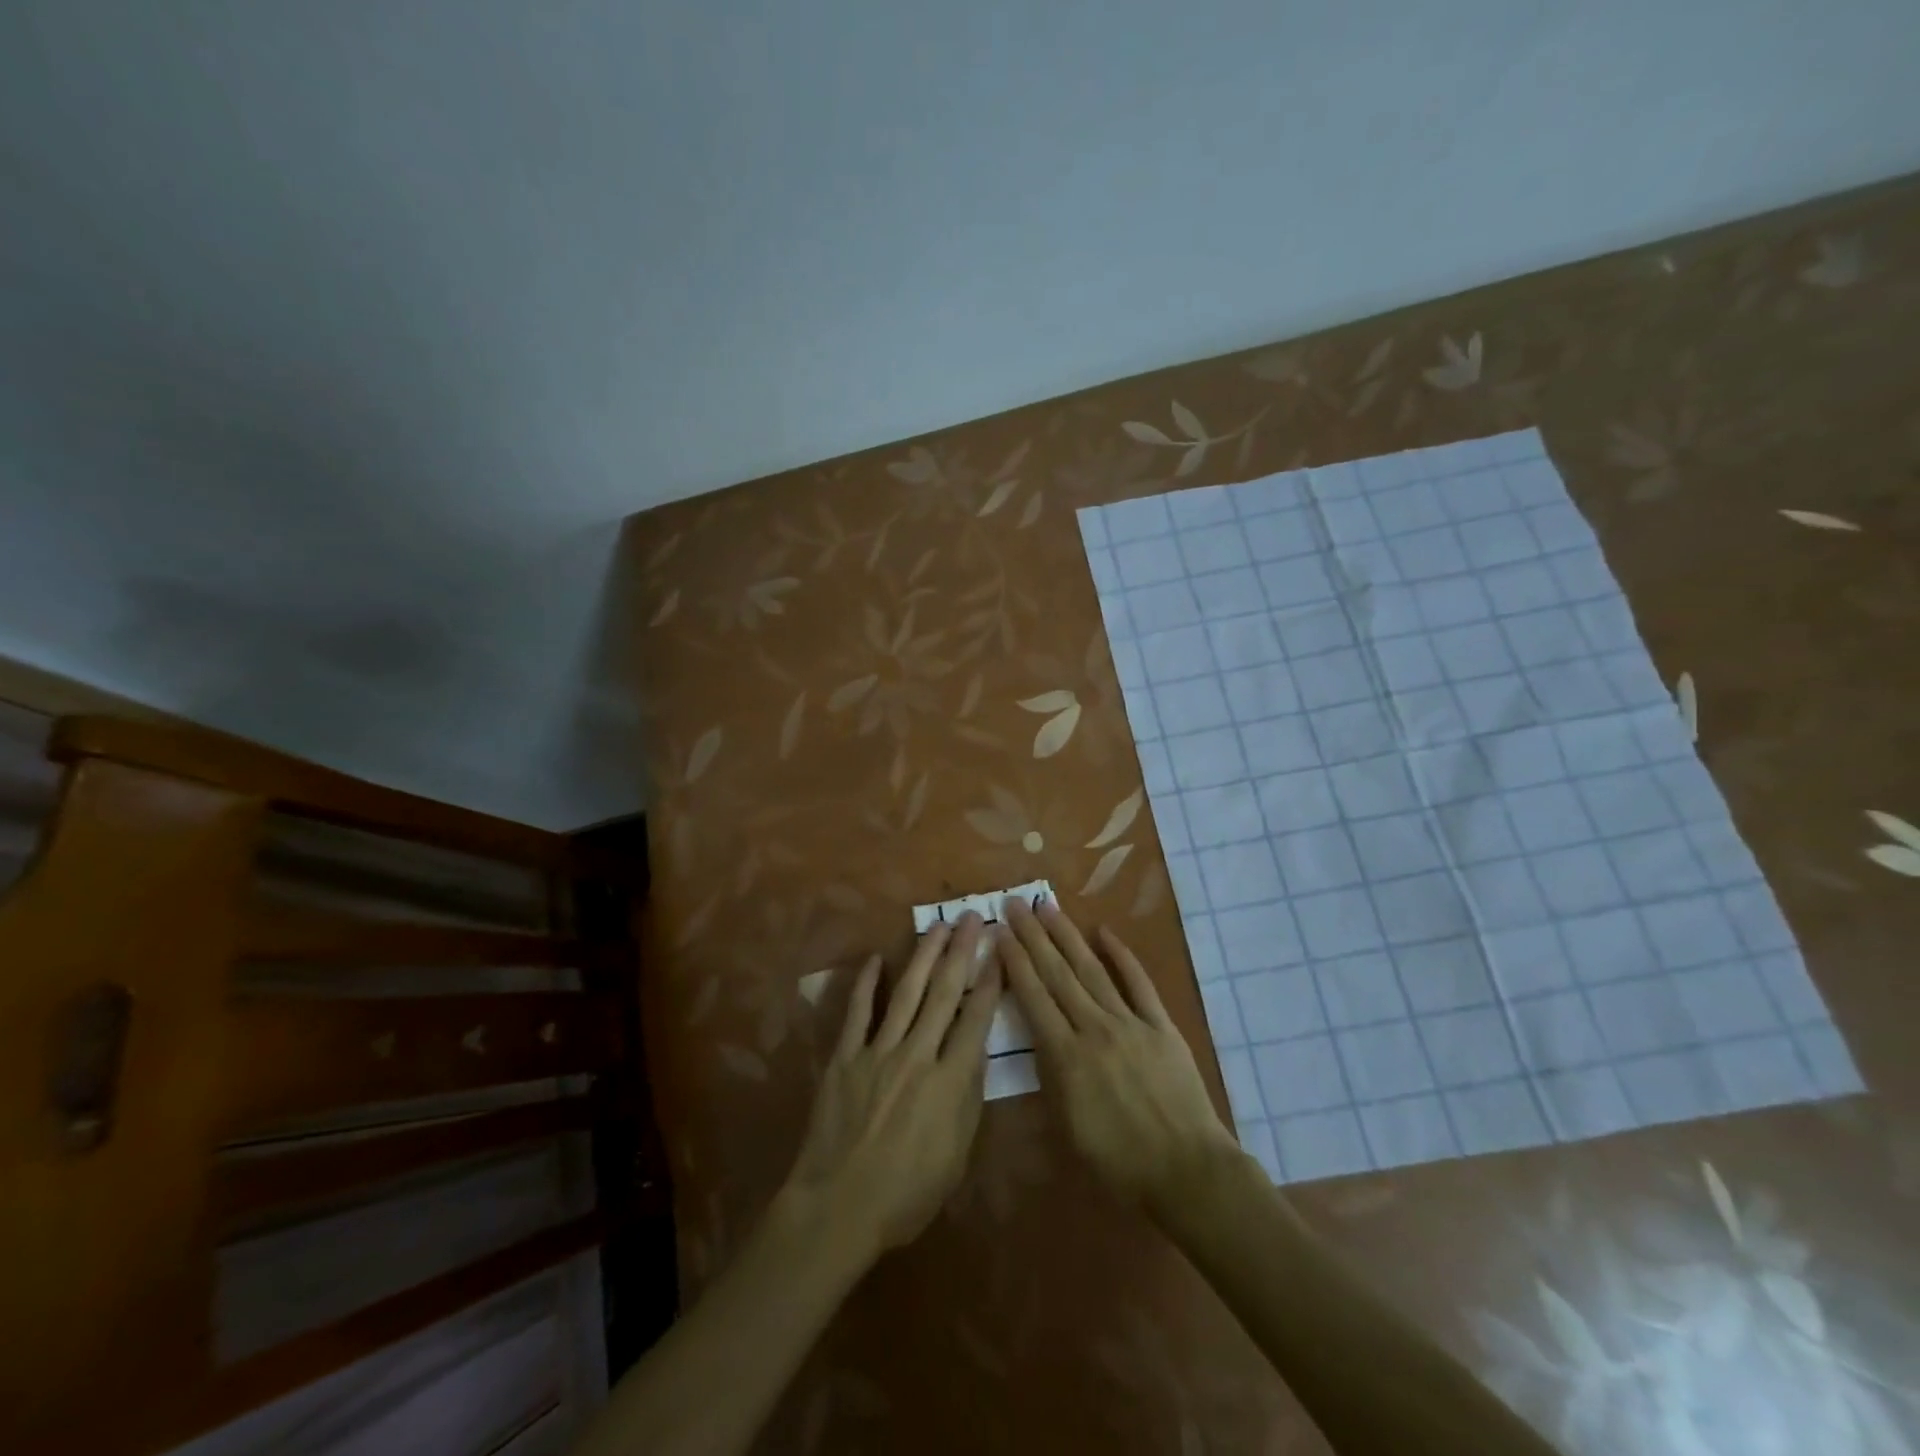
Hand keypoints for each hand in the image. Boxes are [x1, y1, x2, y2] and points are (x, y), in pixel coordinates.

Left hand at [780, 915, 1001, 1258]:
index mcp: (950, 1081)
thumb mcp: (956, 1155)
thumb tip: (976, 1051)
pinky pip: (857, 1012)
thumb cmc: (906, 1194)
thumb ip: (968, 1098)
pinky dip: (865, 984)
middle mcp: (917, 1055)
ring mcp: (878, 1051)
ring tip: (938, 926)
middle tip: (972, 917)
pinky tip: (875, 958)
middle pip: (944, 993)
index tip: (1000, 950)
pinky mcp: (845, 1057)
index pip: (976, 1019)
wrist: (839, 1207)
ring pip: (906, 992)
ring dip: (924, 955)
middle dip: (961, 951)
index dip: (990, 981)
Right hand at [997, 900, 1240, 1210]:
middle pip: (1057, 974)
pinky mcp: (1161, 1025)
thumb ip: (1047, 1080)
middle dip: (1033, 936)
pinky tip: (1105, 932)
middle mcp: (1094, 1028)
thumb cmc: (1119, 1164)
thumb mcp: (1066, 1130)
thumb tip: (1036, 1041)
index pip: (1033, 997)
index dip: (1014, 962)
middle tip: (1016, 903)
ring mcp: (1130, 1022)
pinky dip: (1122, 955)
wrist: (1187, 1171)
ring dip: (1067, 936)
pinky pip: (1139, 983)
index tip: (1000, 932)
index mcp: (1065, 1056)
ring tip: (1049, 907)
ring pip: (1092, 969)